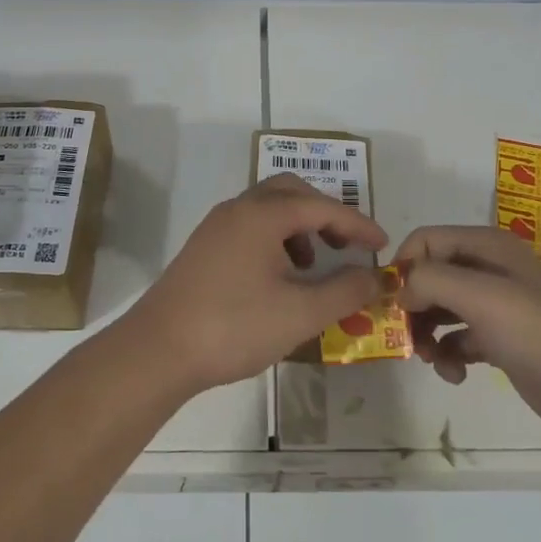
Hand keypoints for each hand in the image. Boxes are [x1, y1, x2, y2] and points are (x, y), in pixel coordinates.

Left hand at [126, 174, 388, 391]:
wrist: (159, 349)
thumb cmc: (235, 326)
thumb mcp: (301, 313)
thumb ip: (344, 291)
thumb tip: (374, 277)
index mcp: (263, 214)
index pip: (322, 207)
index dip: (357, 224)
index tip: (382, 245)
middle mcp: (238, 208)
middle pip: (291, 192)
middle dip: (325, 213)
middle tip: (347, 244)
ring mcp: (216, 226)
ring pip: (267, 208)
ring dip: (298, 226)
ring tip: (313, 264)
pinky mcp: (203, 248)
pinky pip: (249, 226)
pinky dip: (274, 239)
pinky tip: (278, 277)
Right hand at [394, 225, 540, 437]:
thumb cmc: (536, 331)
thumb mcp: (479, 295)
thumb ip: (430, 280)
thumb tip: (401, 290)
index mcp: (486, 246)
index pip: (426, 240)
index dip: (404, 266)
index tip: (392, 301)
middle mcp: (489, 269)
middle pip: (431, 276)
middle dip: (413, 305)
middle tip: (404, 336)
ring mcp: (497, 306)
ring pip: (441, 309)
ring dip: (427, 333)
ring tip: (430, 359)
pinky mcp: (501, 340)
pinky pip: (458, 338)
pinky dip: (449, 354)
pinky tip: (455, 374)